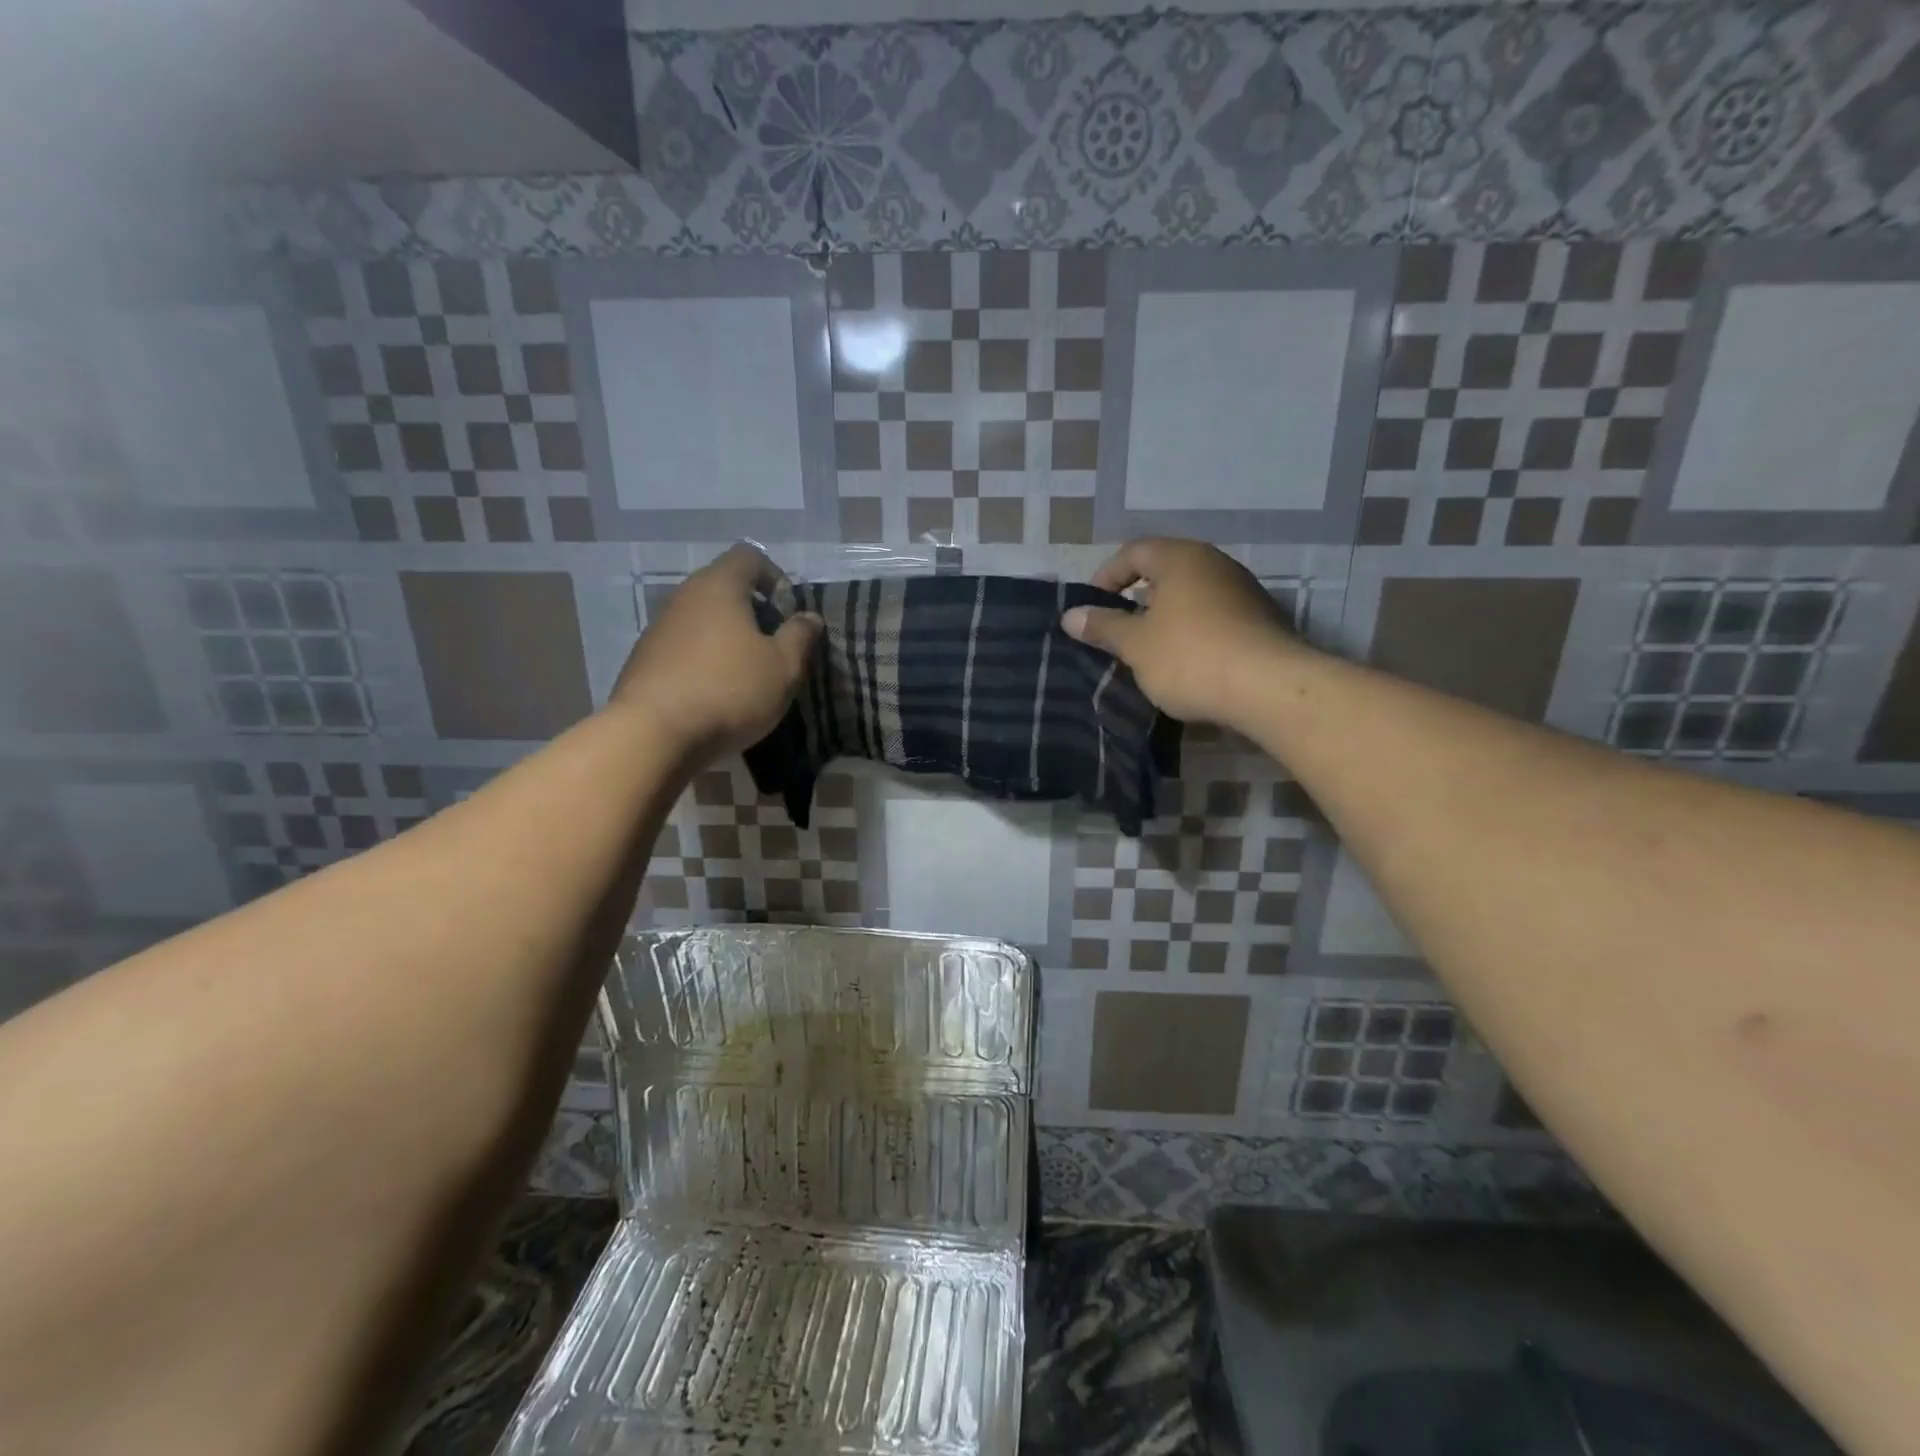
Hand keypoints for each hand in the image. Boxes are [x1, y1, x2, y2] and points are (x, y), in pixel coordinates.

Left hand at [610, 544, 822, 760]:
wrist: (653, 735)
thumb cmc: (729, 690)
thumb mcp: (783, 666)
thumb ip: (800, 636)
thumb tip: (809, 616)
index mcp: (719, 586)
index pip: (749, 556)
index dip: (775, 577)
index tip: (789, 613)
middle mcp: (684, 597)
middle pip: (724, 588)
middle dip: (754, 612)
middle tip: (775, 647)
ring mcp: (659, 629)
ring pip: (703, 620)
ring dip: (728, 639)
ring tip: (748, 675)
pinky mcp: (644, 661)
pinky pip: (684, 648)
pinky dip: (705, 661)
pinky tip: (717, 694)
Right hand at [1062, 538, 1304, 728]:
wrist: (1269, 688)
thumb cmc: (1190, 657)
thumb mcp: (1136, 645)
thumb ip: (1103, 627)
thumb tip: (1071, 616)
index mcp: (1181, 558)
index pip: (1134, 552)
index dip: (1107, 576)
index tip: (1092, 607)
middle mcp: (1215, 564)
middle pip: (1165, 571)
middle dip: (1136, 599)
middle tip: (1117, 629)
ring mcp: (1243, 591)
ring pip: (1191, 595)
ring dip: (1165, 618)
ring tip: (1148, 650)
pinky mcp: (1260, 620)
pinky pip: (1213, 616)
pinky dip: (1192, 631)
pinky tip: (1185, 662)